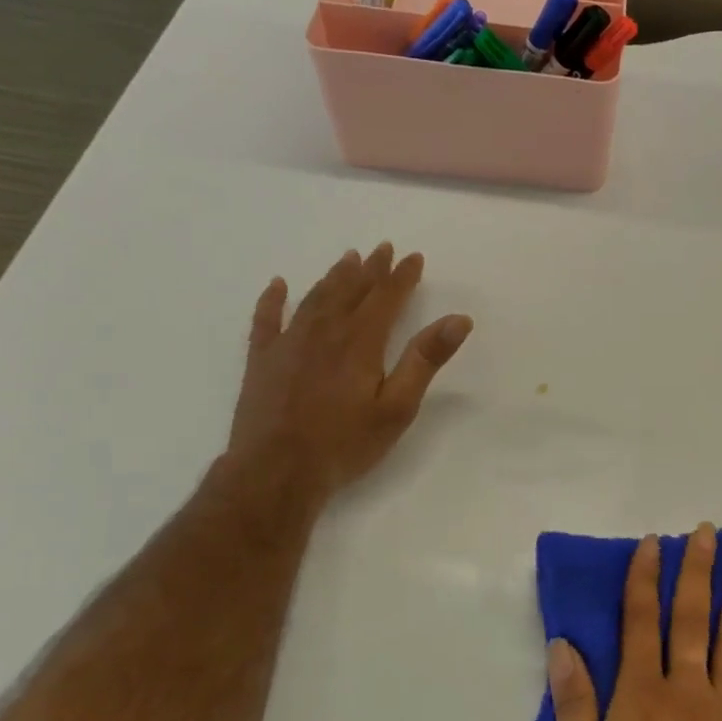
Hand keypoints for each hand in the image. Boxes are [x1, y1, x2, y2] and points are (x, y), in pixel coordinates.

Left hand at [226, 244, 471, 508]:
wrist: (276, 472)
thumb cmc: (345, 443)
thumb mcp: (398, 407)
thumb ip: (426, 359)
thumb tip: (459, 319)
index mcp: (361, 341)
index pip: (387, 298)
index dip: (402, 276)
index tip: (414, 257)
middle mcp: (324, 332)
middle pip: (351, 291)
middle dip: (370, 269)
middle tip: (382, 248)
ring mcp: (288, 343)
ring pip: (315, 298)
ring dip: (334, 277)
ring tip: (347, 259)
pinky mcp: (261, 361)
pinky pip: (266, 319)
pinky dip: (273, 299)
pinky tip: (278, 285)